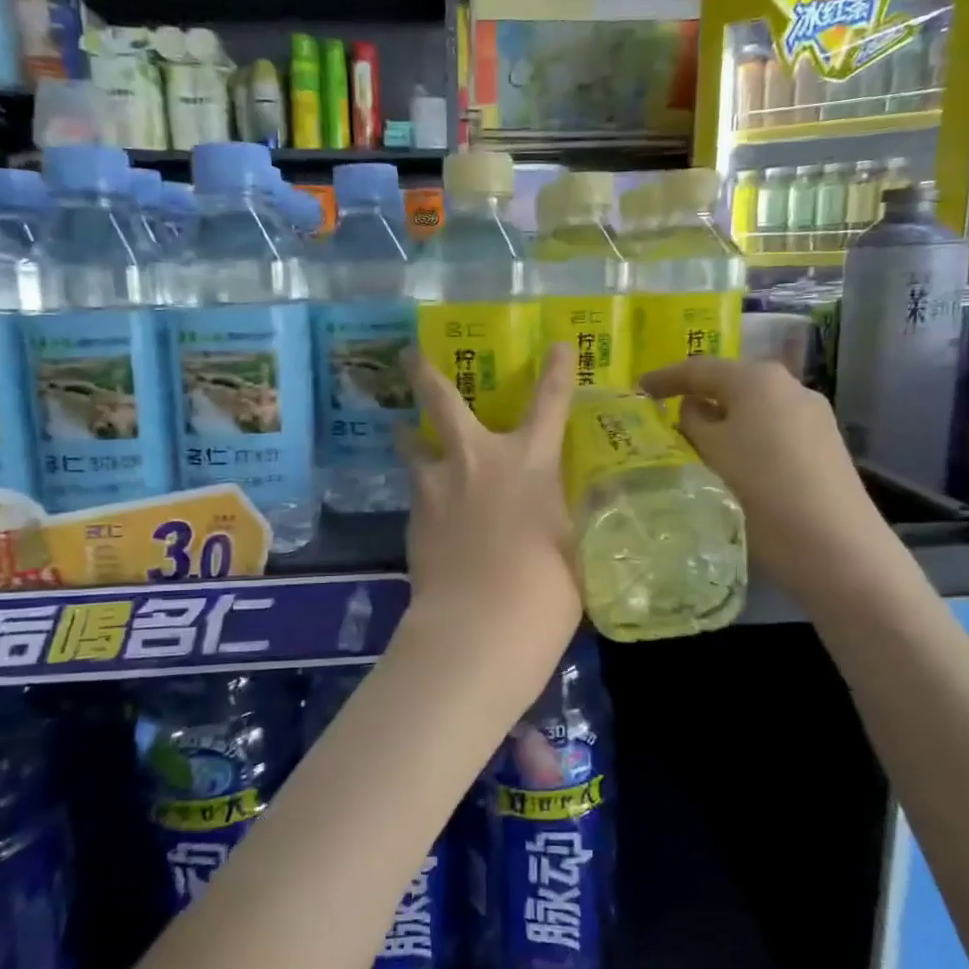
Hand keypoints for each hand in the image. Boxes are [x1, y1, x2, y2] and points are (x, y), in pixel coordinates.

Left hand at [399, 344, 582, 635]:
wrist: (481, 624)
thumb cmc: (546, 588)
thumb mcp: (568, 544)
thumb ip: (554, 514)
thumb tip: (547, 509)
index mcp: (530, 462)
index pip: (550, 403)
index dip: (556, 371)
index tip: (557, 344)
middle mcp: (479, 460)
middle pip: (443, 401)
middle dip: (425, 373)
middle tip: (408, 353)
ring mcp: (439, 486)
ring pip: (413, 445)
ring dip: (408, 434)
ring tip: (401, 430)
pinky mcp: (414, 517)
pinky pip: (417, 492)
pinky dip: (423, 491)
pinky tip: (428, 509)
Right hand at [641, 356, 889, 596]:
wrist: (836, 548)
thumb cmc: (760, 491)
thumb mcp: (709, 453)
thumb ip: (692, 422)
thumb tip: (694, 409)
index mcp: (757, 379)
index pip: (699, 369)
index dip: (665, 377)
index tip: (638, 389)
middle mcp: (790, 386)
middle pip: (732, 385)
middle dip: (699, 399)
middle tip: (667, 417)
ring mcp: (814, 416)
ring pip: (755, 411)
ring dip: (725, 423)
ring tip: (699, 446)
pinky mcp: (826, 447)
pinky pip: (774, 432)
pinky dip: (748, 440)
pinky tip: (738, 466)